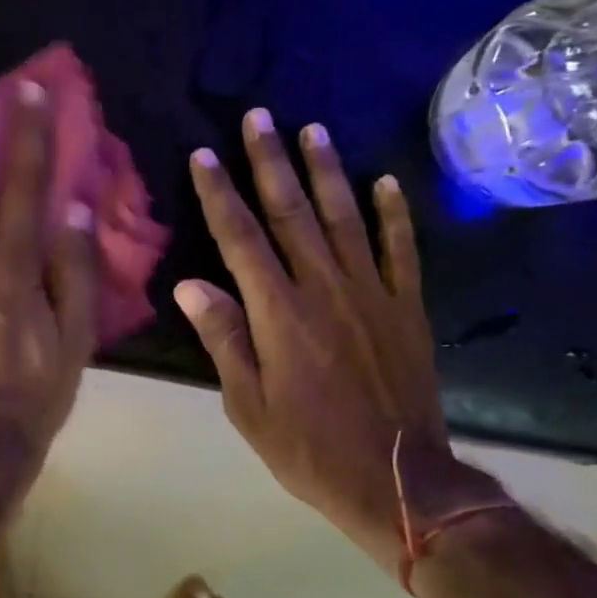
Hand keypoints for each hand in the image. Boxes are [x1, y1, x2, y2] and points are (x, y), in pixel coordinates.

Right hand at [174, 110, 449, 575]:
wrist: (396, 481)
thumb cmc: (308, 448)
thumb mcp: (247, 405)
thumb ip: (223, 339)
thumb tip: (189, 284)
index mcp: (279, 313)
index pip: (241, 238)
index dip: (220, 194)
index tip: (204, 155)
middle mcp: (324, 289)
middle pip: (291, 213)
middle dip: (270, 161)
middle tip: (259, 117)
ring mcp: (372, 294)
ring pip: (345, 218)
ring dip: (326, 171)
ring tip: (312, 129)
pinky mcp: (407, 308)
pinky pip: (401, 250)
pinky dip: (393, 213)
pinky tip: (385, 181)